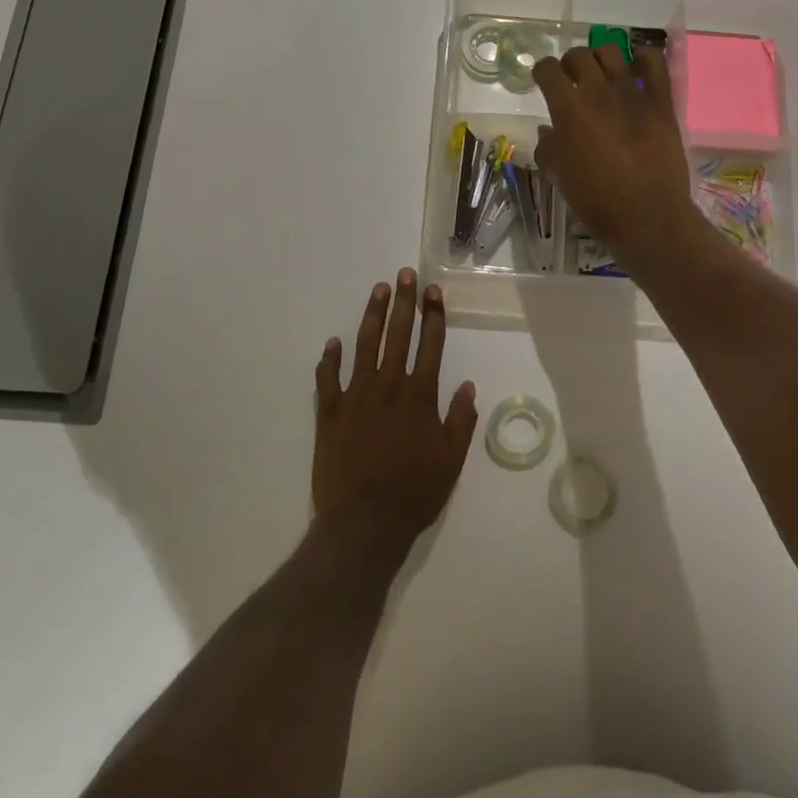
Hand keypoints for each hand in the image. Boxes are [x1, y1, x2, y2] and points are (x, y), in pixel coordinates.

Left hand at [313, 270, 477, 550]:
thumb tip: (469, 385)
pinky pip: (328, 379)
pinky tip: (333, 342)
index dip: (433, 315)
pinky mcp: (330, 413)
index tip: (433, 291)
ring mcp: (356, 397)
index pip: (430, 344)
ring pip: (364, 346)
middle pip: (398, 334)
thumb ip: (461, 420)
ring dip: (372, 316)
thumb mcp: (451, 461)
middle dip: (403, 301)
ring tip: (377, 290)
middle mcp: (388, 386)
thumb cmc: (414, 493)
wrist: (363, 524)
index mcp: (419, 396)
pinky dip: (330, 359)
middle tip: (403, 274)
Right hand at [532, 45, 707, 278]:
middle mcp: (597, 92)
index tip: (542, 80)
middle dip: (569, 63)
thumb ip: (549, 148)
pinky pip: (654, 63)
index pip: (548, 70)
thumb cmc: (597, 200)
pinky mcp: (660, 101)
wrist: (647, 215)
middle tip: (571, 79)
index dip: (541, 71)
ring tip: (601, 73)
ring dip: (600, 57)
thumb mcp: (560, 177)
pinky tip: (637, 65)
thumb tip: (549, 131)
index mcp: (568, 109)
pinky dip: (643, 57)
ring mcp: (632, 93)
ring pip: (611, 52)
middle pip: (578, 56)